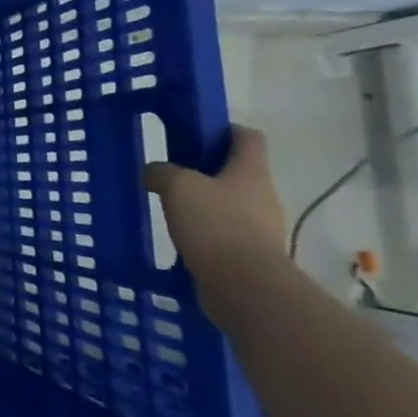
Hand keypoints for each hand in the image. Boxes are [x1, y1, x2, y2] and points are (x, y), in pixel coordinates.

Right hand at [144, 126, 287, 284]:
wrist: (245, 287)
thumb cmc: (215, 224)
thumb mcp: (176, 185)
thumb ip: (161, 171)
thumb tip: (154, 172)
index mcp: (251, 171)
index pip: (247, 137)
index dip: (224, 129)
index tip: (195, 133)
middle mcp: (262, 195)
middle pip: (237, 171)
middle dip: (207, 169)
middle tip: (172, 172)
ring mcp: (261, 228)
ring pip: (230, 203)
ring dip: (205, 202)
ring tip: (170, 206)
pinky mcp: (251, 255)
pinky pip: (225, 233)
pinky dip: (205, 231)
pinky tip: (181, 236)